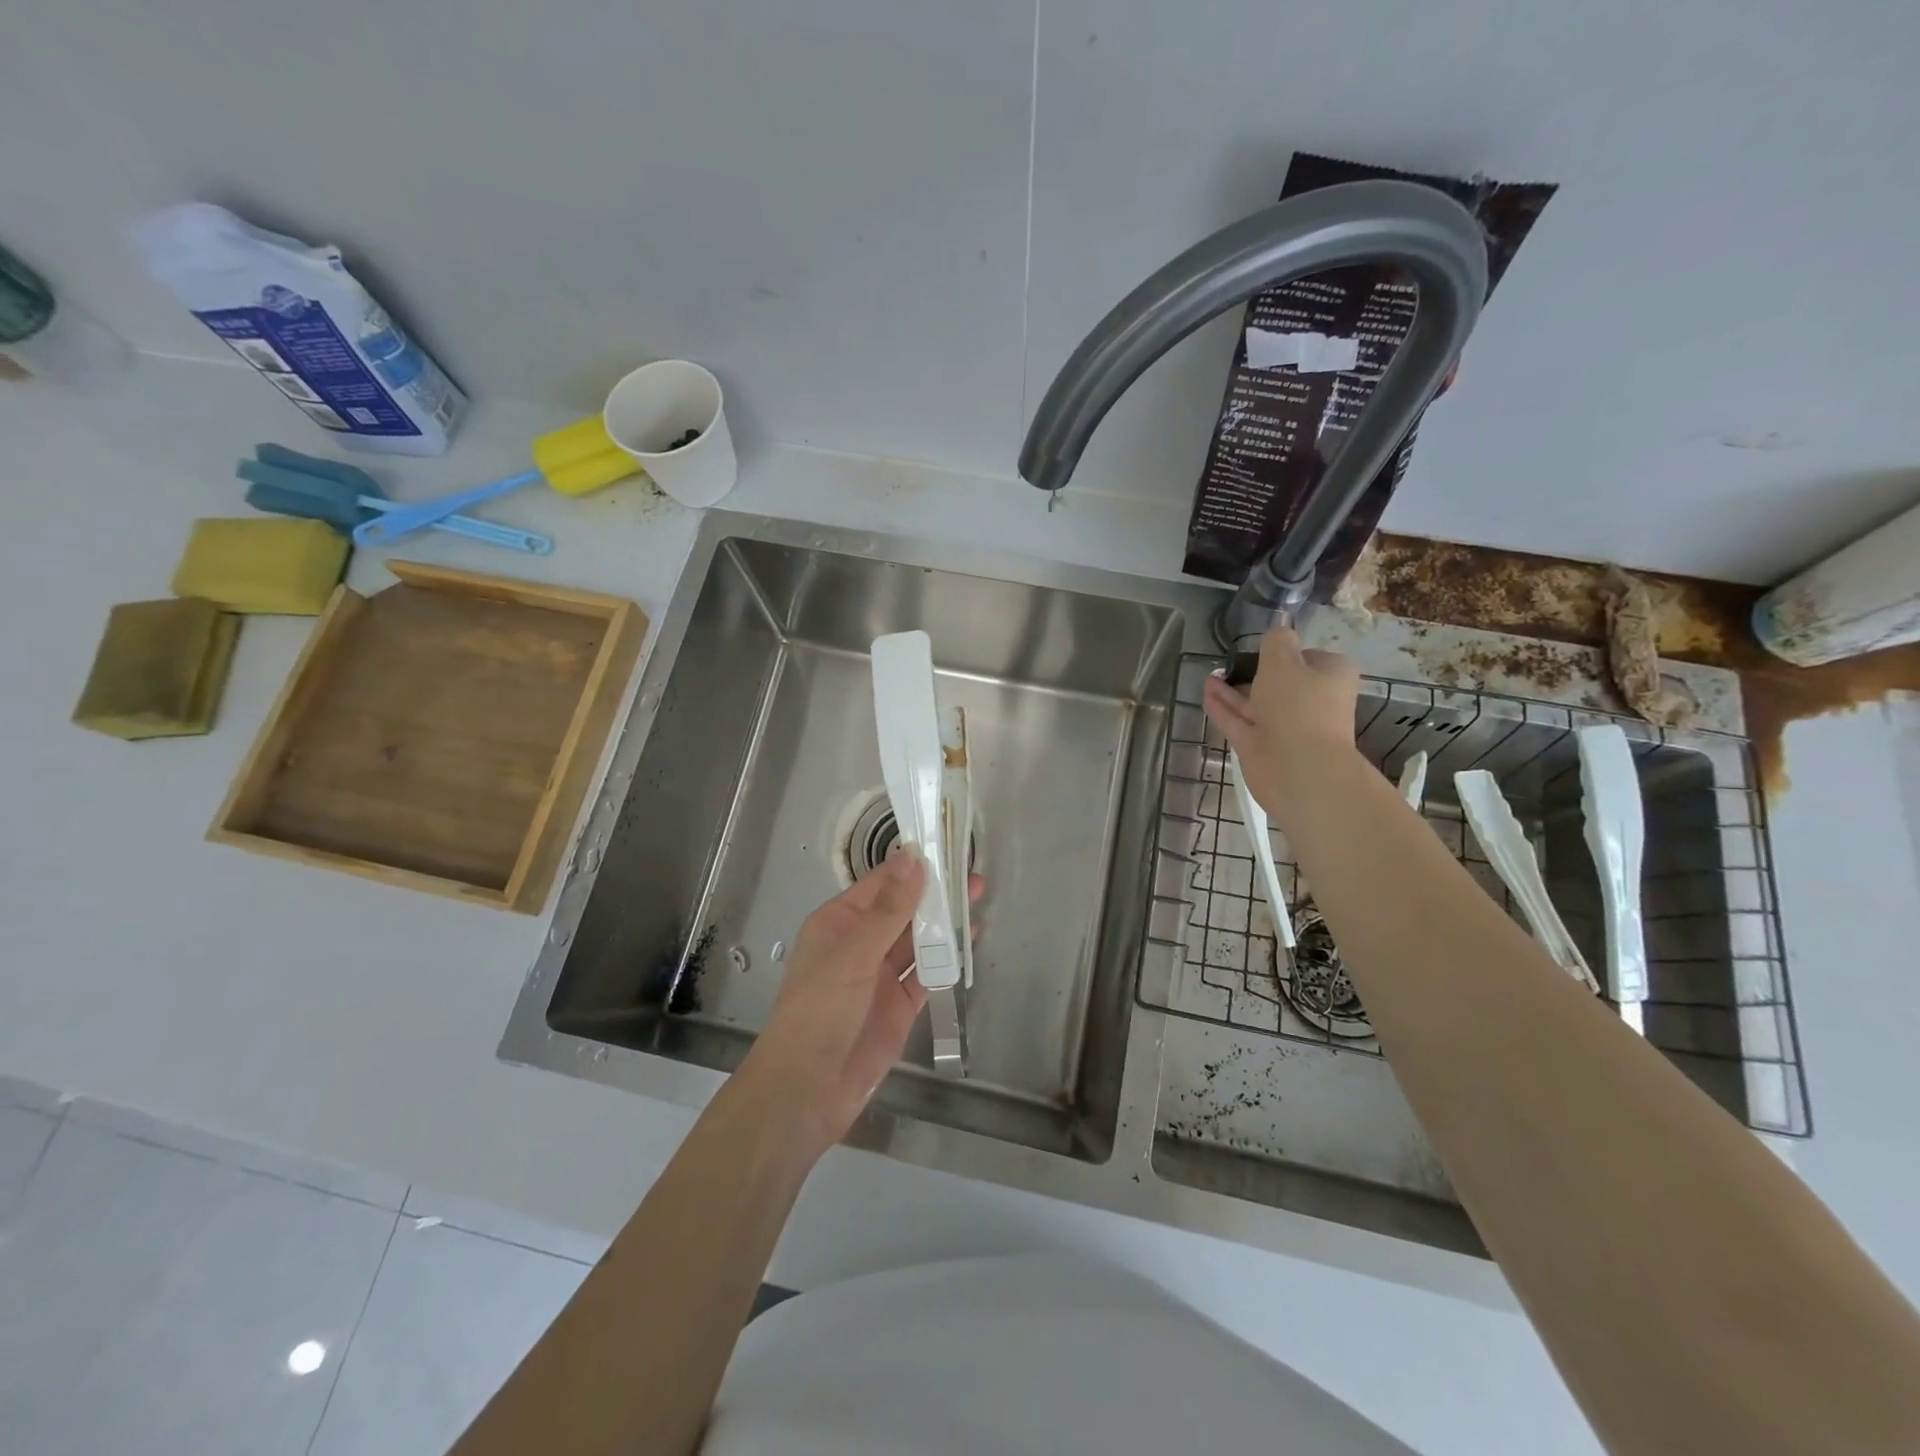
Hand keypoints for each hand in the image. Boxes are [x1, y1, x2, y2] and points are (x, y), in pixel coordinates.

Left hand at [740, 850, 982, 1155]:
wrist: (806, 1091)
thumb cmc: (820, 1012)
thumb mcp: (853, 955)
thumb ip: (889, 909)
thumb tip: (912, 858)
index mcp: (839, 923)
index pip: (881, 884)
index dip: (912, 866)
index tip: (945, 845)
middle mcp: (860, 944)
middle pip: (904, 910)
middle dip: (935, 894)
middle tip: (972, 876)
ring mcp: (881, 976)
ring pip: (918, 940)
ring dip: (944, 923)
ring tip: (977, 900)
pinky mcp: (899, 1006)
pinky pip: (927, 974)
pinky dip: (947, 959)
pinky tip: (968, 942)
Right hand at [1203, 626, 1360, 819]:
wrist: (1297, 767)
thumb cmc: (1297, 705)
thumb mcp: (1283, 660)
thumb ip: (1276, 642)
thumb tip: (1279, 633)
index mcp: (1330, 677)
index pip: (1309, 657)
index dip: (1286, 652)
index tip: (1261, 648)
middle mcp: (1311, 701)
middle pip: (1281, 683)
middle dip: (1255, 673)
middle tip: (1230, 661)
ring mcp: (1285, 727)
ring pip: (1256, 703)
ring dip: (1233, 690)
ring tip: (1210, 674)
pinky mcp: (1261, 746)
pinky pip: (1239, 721)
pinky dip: (1223, 707)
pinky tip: (1205, 692)